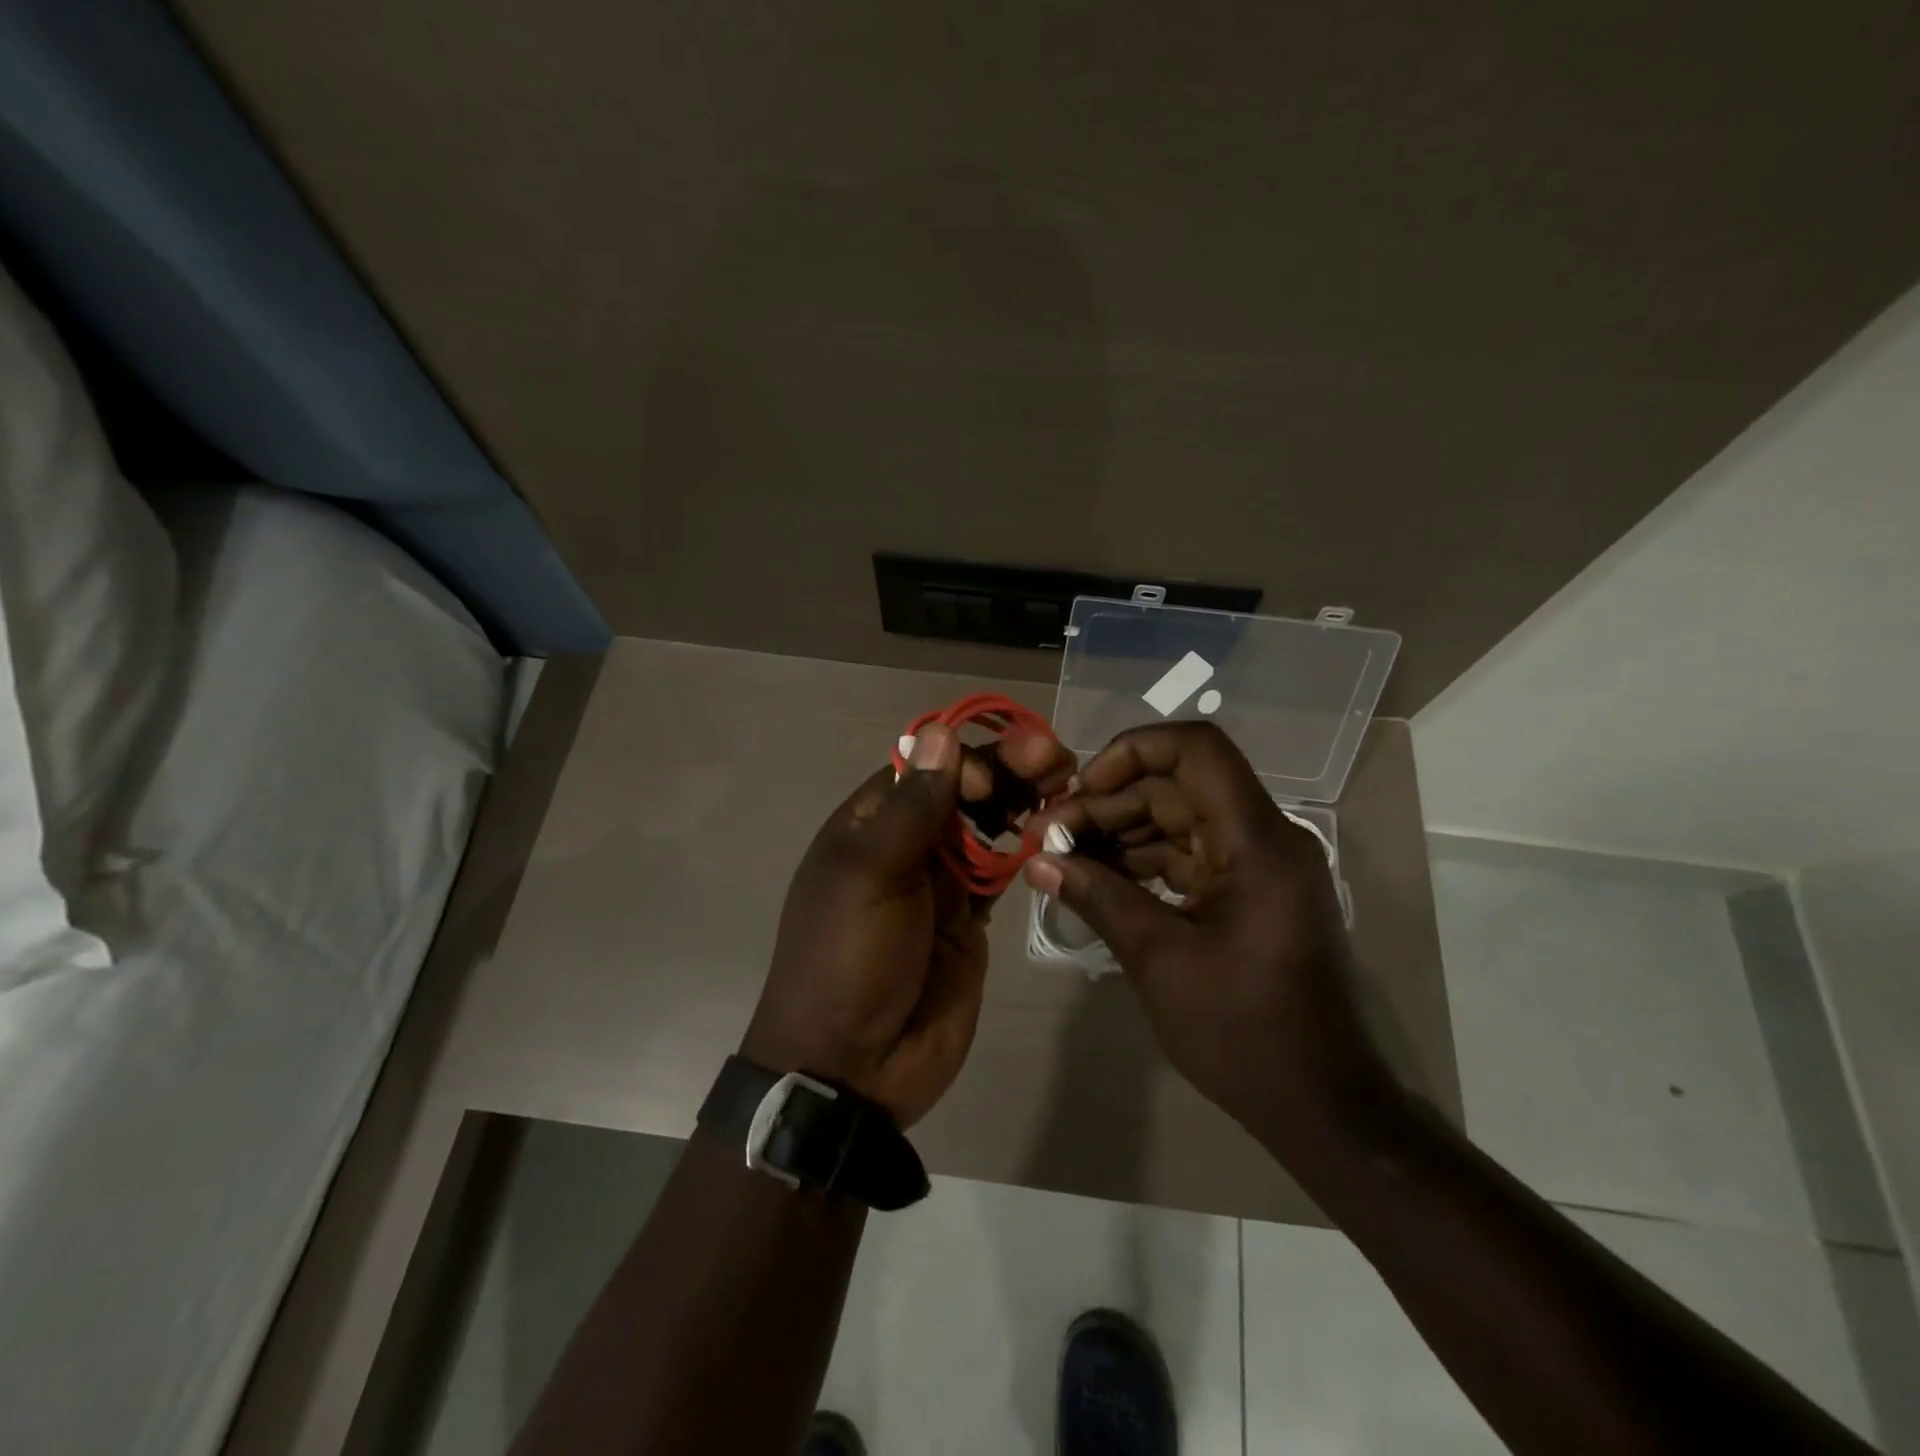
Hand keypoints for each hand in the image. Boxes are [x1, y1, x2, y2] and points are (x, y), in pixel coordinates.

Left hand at [744, 721, 1074, 1128]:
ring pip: (988, 826)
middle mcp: (906, 843)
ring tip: (1069, 785)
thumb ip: (913, 807)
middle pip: (963, 791)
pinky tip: (1059, 835)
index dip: (970, 758)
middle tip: (1060, 758)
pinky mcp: (969, 917)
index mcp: (871, 823)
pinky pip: (1002, 871)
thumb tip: (941, 732)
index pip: (926, 766)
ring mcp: (940, 881)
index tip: (1005, 770)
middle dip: (1009, 770)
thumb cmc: (848, 959)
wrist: (851, 1067)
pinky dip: (1028, 850)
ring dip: (1025, 802)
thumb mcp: (871, 875)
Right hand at [1024, 722, 1387, 1136]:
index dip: (1133, 750)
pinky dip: (1141, 861)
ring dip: (1119, 831)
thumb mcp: (1159, 958)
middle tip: (1049, 833)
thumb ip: (1097, 896)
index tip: (1081, 787)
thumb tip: (1037, 861)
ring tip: (1060, 856)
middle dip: (1109, 802)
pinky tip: (1094, 877)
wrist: (1320, 1105)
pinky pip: (1188, 854)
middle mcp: (1264, 837)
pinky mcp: (1247, 893)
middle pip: (1177, 785)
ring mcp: (1257, 866)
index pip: (1197, 749)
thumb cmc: (1243, 1031)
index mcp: (1257, 840)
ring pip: (1178, 818)